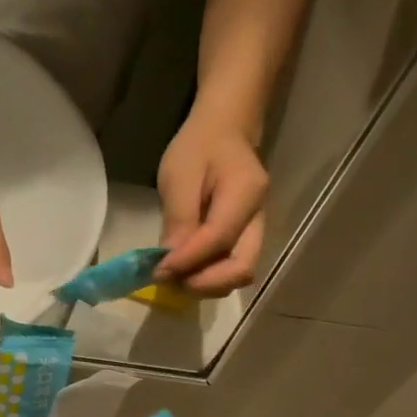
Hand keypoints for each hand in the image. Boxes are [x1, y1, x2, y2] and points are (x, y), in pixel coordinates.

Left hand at [155, 110, 267, 296]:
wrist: (225, 131)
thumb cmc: (199, 147)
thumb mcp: (179, 175)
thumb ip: (178, 220)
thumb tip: (169, 265)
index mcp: (246, 193)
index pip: (219, 239)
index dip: (187, 262)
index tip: (158, 271)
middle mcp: (258, 218)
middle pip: (241, 269)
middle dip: (203, 284)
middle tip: (170, 280)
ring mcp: (256, 231)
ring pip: (238, 274)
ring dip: (205, 284)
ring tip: (175, 277)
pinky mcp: (246, 240)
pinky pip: (230, 268)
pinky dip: (208, 277)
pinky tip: (185, 270)